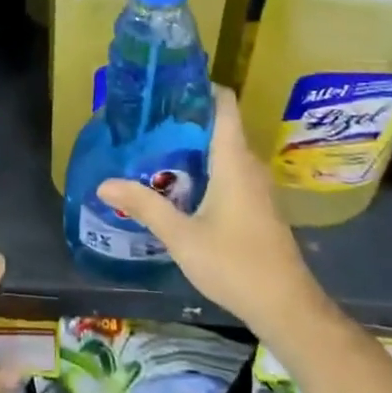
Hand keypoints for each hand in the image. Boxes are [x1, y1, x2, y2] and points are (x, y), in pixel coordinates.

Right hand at [98, 85, 323, 340]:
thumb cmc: (235, 264)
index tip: (167, 84)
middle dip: (185, 117)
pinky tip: (179, 182)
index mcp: (233, 159)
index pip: (224, 103)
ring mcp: (256, 186)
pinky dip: (205, 166)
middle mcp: (248, 164)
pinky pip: (229, 169)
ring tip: (155, 145)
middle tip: (147, 117)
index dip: (199, 86)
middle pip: (219, 124)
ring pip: (223, 149)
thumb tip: (104, 182)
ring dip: (193, 145)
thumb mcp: (181, 236)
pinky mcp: (257, 205)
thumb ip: (144, 206)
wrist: (287, 308)